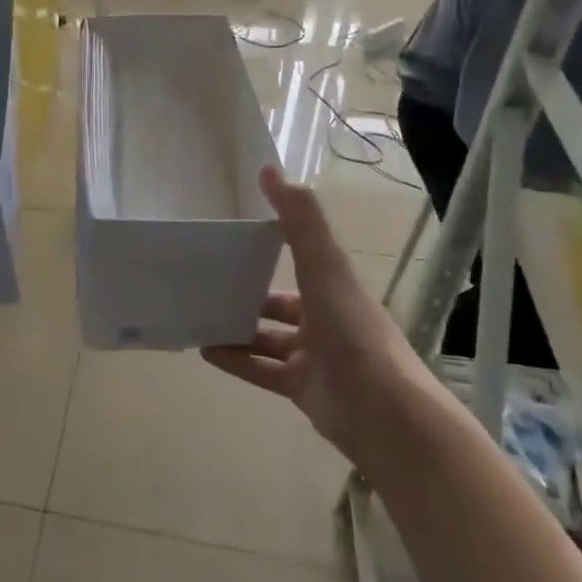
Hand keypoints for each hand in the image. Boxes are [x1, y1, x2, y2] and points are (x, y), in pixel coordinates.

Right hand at [201, 167, 407, 460]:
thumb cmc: (352, 330)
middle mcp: (326, 319)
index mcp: (335, 288)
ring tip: (199, 317)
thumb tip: (268, 170)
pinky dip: (236, 361)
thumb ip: (299, 220)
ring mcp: (314, 357)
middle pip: (282, 304)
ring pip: (268, 339)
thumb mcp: (323, 266)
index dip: (274, 248)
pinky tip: (206, 352)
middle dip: (249, 295)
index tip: (237, 240)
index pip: (303, 261)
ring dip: (237, 328)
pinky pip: (262, 371)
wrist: (382, 411)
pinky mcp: (302, 389)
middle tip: (209, 284)